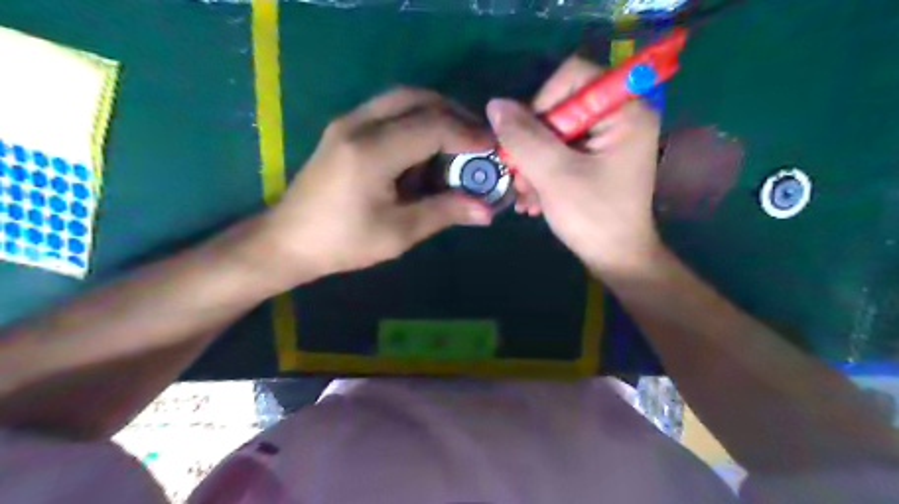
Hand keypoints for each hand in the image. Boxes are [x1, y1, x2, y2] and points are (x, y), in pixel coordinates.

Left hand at [252, 87, 493, 287]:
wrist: (288, 241)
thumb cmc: (342, 242)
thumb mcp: (398, 233)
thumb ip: (444, 212)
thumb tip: (486, 210)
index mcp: (373, 151)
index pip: (433, 126)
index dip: (468, 135)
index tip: (493, 149)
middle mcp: (359, 124)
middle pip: (418, 98)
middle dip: (455, 114)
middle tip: (478, 139)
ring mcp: (348, 122)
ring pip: (402, 99)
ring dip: (435, 114)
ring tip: (457, 142)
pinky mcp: (344, 130)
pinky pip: (388, 111)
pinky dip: (414, 121)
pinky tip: (425, 149)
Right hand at [489, 57, 662, 272]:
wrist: (616, 259)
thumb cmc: (593, 217)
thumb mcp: (555, 175)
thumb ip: (524, 137)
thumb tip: (495, 105)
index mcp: (624, 110)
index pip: (572, 77)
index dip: (540, 102)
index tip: (525, 140)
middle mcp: (618, 117)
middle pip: (558, 108)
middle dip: (532, 146)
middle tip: (518, 178)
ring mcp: (606, 139)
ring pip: (553, 134)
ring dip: (531, 164)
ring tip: (525, 197)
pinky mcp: (594, 158)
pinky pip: (559, 151)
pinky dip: (541, 173)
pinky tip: (532, 200)